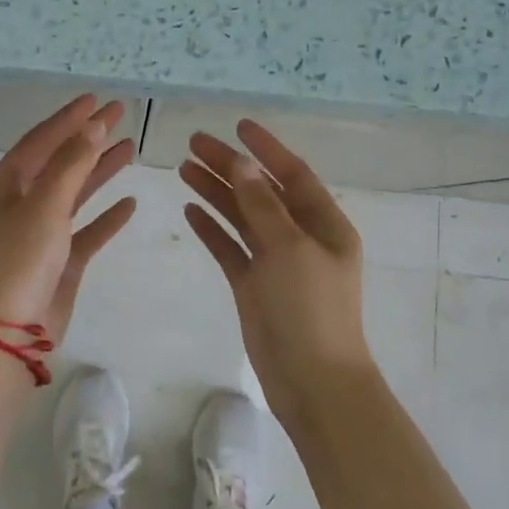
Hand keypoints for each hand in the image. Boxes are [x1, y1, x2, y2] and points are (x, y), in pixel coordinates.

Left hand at [0, 95, 137, 347]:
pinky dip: (106, 217)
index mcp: (3, 187)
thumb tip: (93, 125)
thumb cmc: (18, 260)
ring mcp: (40, 234)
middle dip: (89, 138)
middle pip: (59, 162)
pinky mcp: (59, 261)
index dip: (68, 119)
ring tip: (130, 148)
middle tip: (121, 114)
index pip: (40, 141)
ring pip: (75, 193)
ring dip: (100, 171)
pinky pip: (86, 231)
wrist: (7, 333)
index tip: (97, 99)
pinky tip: (129, 204)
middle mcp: (19, 205)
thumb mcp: (44, 205)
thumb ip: (71, 164)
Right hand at [180, 120, 375, 426]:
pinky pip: (231, 248)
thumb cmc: (309, 309)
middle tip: (193, 143)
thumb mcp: (289, 247)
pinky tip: (190, 209)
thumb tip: (241, 163)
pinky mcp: (254, 286)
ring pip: (242, 217)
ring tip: (183, 168)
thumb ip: (262, 203)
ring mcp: (276, 262)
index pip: (292, 174)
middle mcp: (301, 238)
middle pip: (261, 191)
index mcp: (324, 224)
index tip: (237, 126)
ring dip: (216, 192)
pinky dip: (213, 228)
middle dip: (230, 167)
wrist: (312, 382)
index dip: (265, 149)